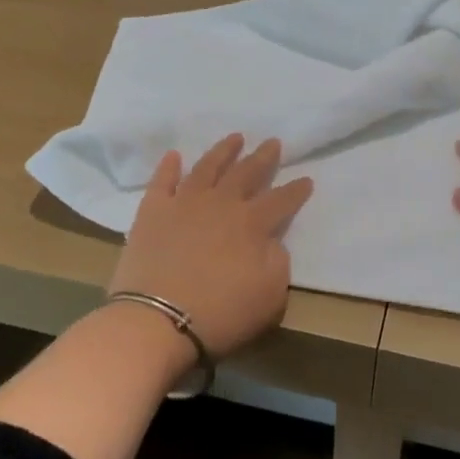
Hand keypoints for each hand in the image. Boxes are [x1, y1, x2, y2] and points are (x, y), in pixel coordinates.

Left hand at [107, 134, 314, 358]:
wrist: (157, 320)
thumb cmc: (220, 314)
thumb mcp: (270, 297)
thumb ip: (277, 263)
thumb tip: (271, 242)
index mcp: (252, 224)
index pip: (281, 200)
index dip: (296, 190)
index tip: (306, 179)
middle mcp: (221, 204)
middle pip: (246, 173)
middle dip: (263, 157)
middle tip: (273, 142)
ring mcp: (184, 203)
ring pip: (207, 168)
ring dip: (223, 151)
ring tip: (235, 138)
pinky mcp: (152, 212)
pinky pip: (162, 181)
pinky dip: (169, 167)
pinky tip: (175, 155)